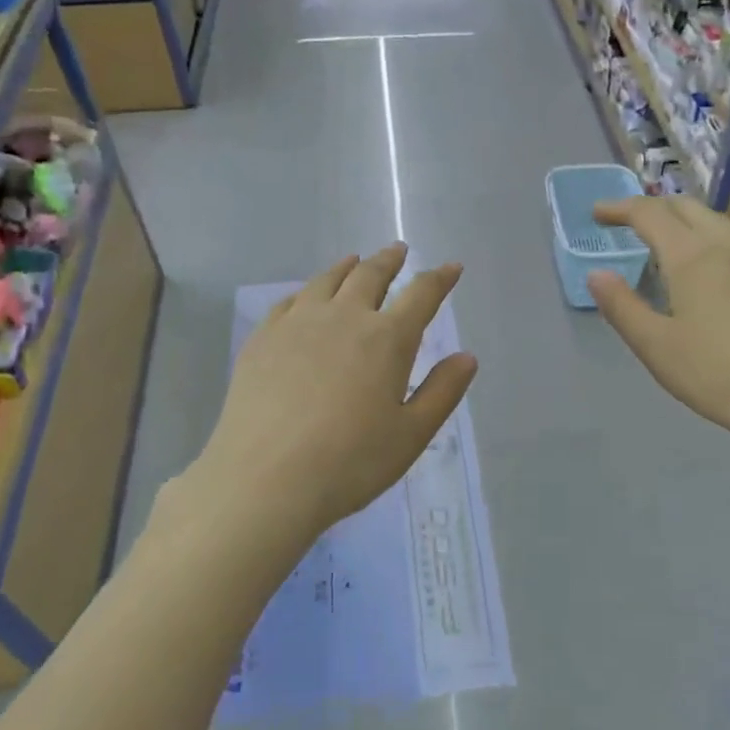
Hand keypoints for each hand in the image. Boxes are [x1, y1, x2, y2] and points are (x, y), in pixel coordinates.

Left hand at [197, 244, 477, 542]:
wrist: (266, 479)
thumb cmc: (351, 462)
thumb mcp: (411, 435)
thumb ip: (442, 391)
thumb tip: (467, 357)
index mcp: (387, 339)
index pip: (421, 295)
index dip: (440, 278)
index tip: (451, 267)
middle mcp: (344, 318)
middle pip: (370, 276)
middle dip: (389, 261)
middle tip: (398, 251)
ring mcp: (297, 324)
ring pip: (327, 281)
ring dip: (347, 267)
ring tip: (355, 261)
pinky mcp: (263, 339)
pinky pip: (289, 301)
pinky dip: (306, 291)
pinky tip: (305, 297)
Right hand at [587, 197, 729, 446]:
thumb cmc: (712, 372)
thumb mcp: (653, 344)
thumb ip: (621, 306)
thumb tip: (596, 274)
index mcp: (691, 257)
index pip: (650, 215)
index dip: (620, 209)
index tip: (596, 214)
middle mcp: (725, 248)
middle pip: (687, 208)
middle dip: (652, 207)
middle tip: (626, 221)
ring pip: (717, 220)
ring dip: (685, 217)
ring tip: (667, 236)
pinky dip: (716, 235)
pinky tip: (718, 257)